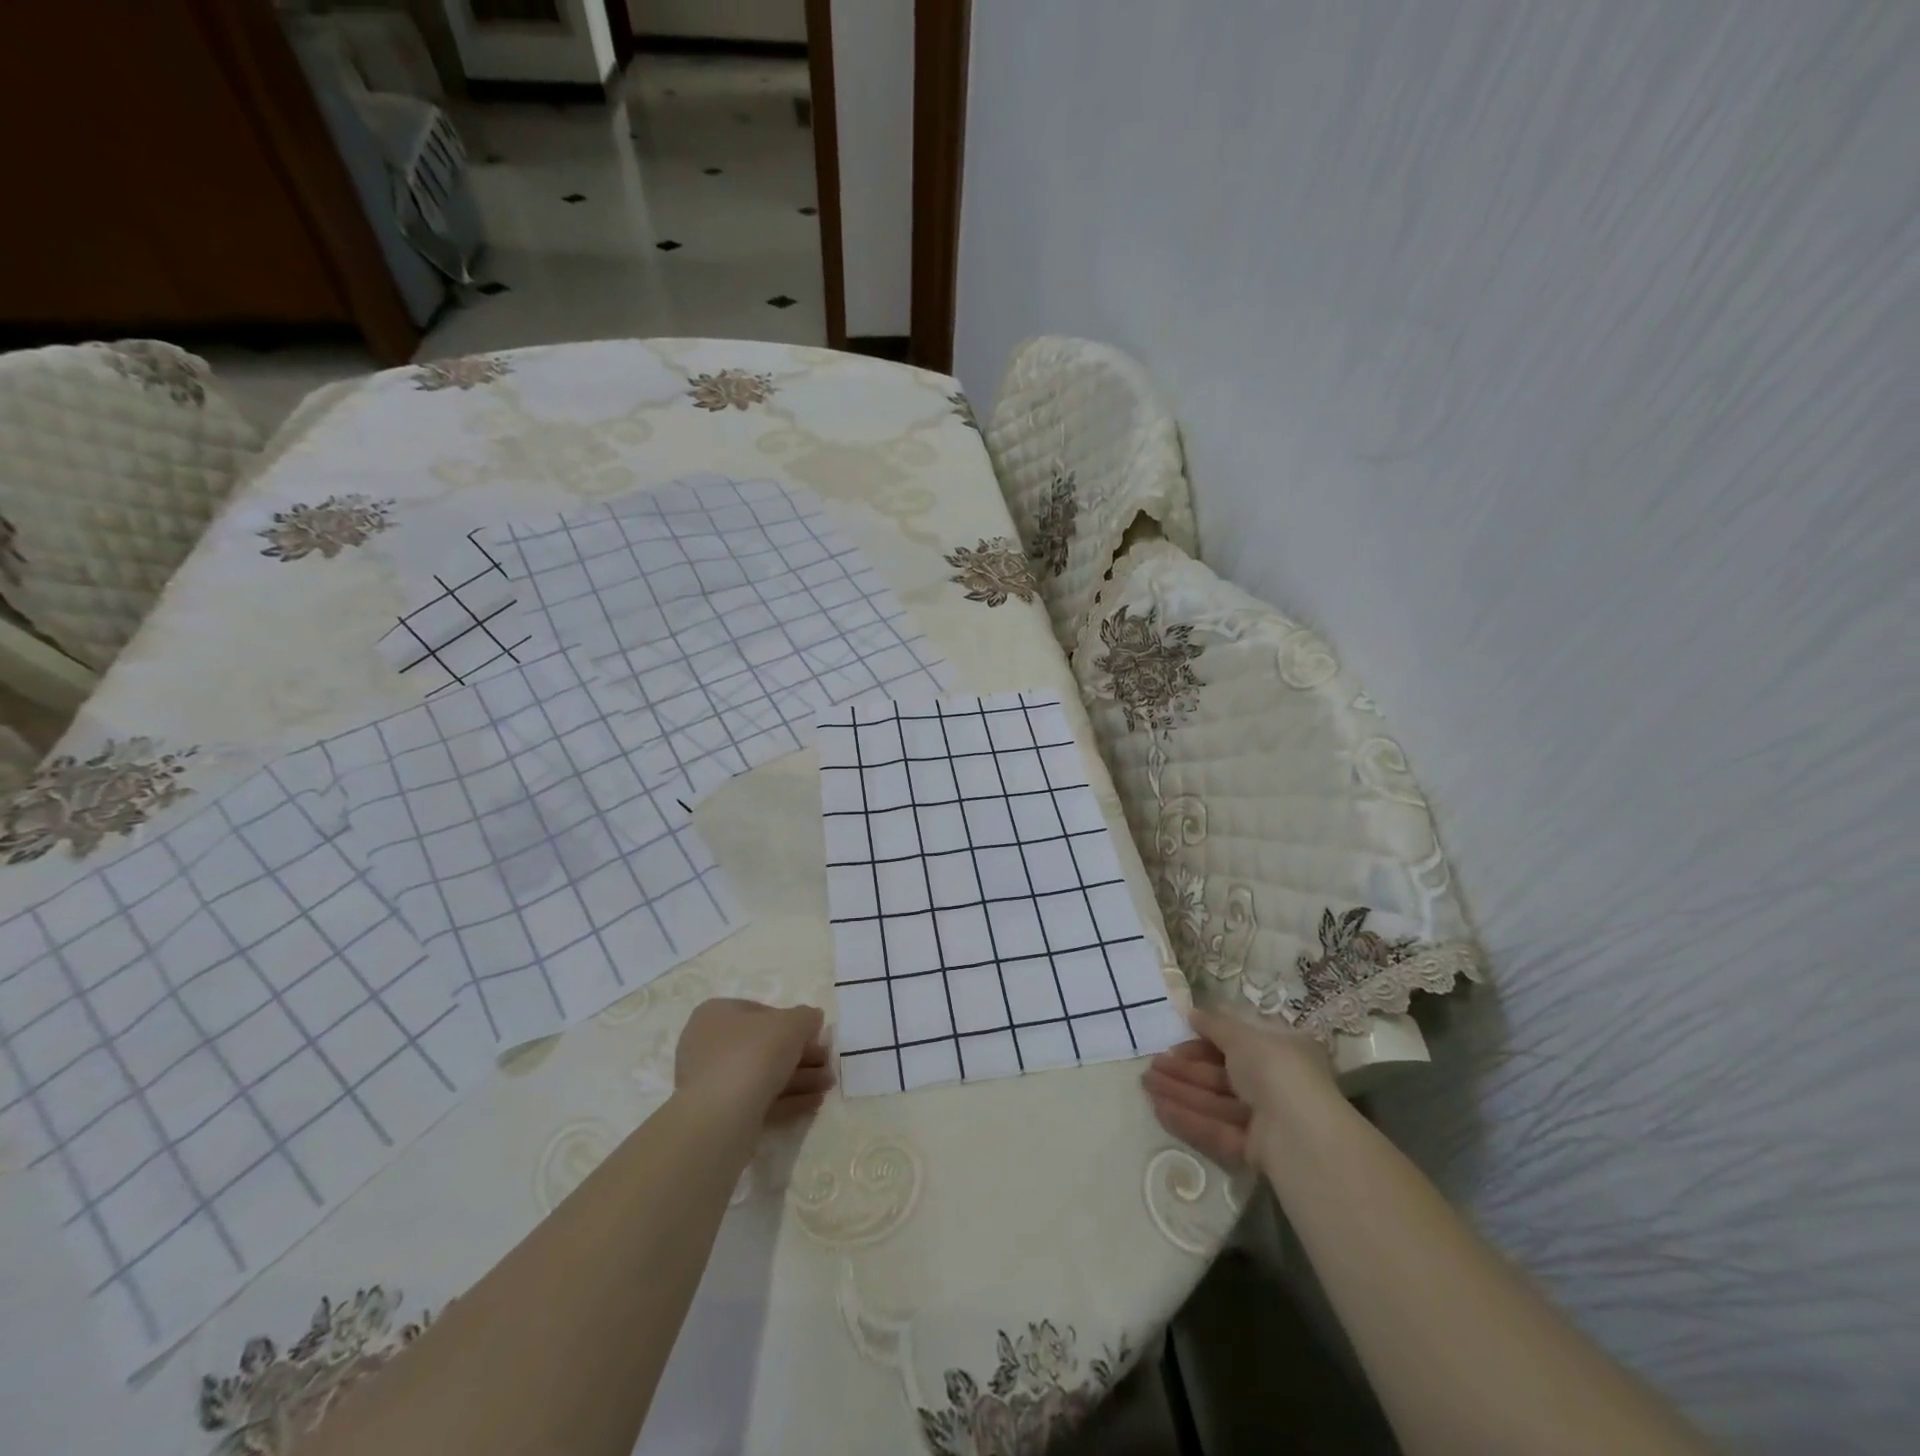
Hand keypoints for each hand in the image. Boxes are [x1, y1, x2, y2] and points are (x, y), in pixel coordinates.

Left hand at [675, 998, 833, 1123]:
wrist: (721, 1116)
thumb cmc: (754, 1054)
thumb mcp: (792, 1024)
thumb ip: (807, 1017)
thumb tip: (812, 1019)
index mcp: (717, 1014)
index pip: (761, 1012)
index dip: (793, 1023)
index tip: (816, 1036)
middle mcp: (709, 1044)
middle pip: (765, 1046)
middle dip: (801, 1055)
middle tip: (827, 1065)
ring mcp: (711, 1082)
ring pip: (763, 1075)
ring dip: (799, 1078)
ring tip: (827, 1086)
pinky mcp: (719, 1114)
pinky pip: (757, 1100)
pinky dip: (787, 1100)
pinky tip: (814, 1103)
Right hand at [1141, 1007, 1338, 1171]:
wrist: (1300, 1135)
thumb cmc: (1276, 1070)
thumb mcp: (1243, 1036)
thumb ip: (1215, 1024)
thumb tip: (1192, 1012)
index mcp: (1283, 1052)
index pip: (1238, 1043)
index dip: (1205, 1040)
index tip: (1176, 1038)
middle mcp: (1277, 1084)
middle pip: (1222, 1074)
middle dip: (1185, 1069)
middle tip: (1152, 1065)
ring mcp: (1267, 1120)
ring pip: (1216, 1101)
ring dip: (1180, 1091)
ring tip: (1146, 1083)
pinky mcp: (1255, 1150)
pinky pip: (1217, 1129)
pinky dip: (1189, 1118)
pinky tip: (1159, 1108)